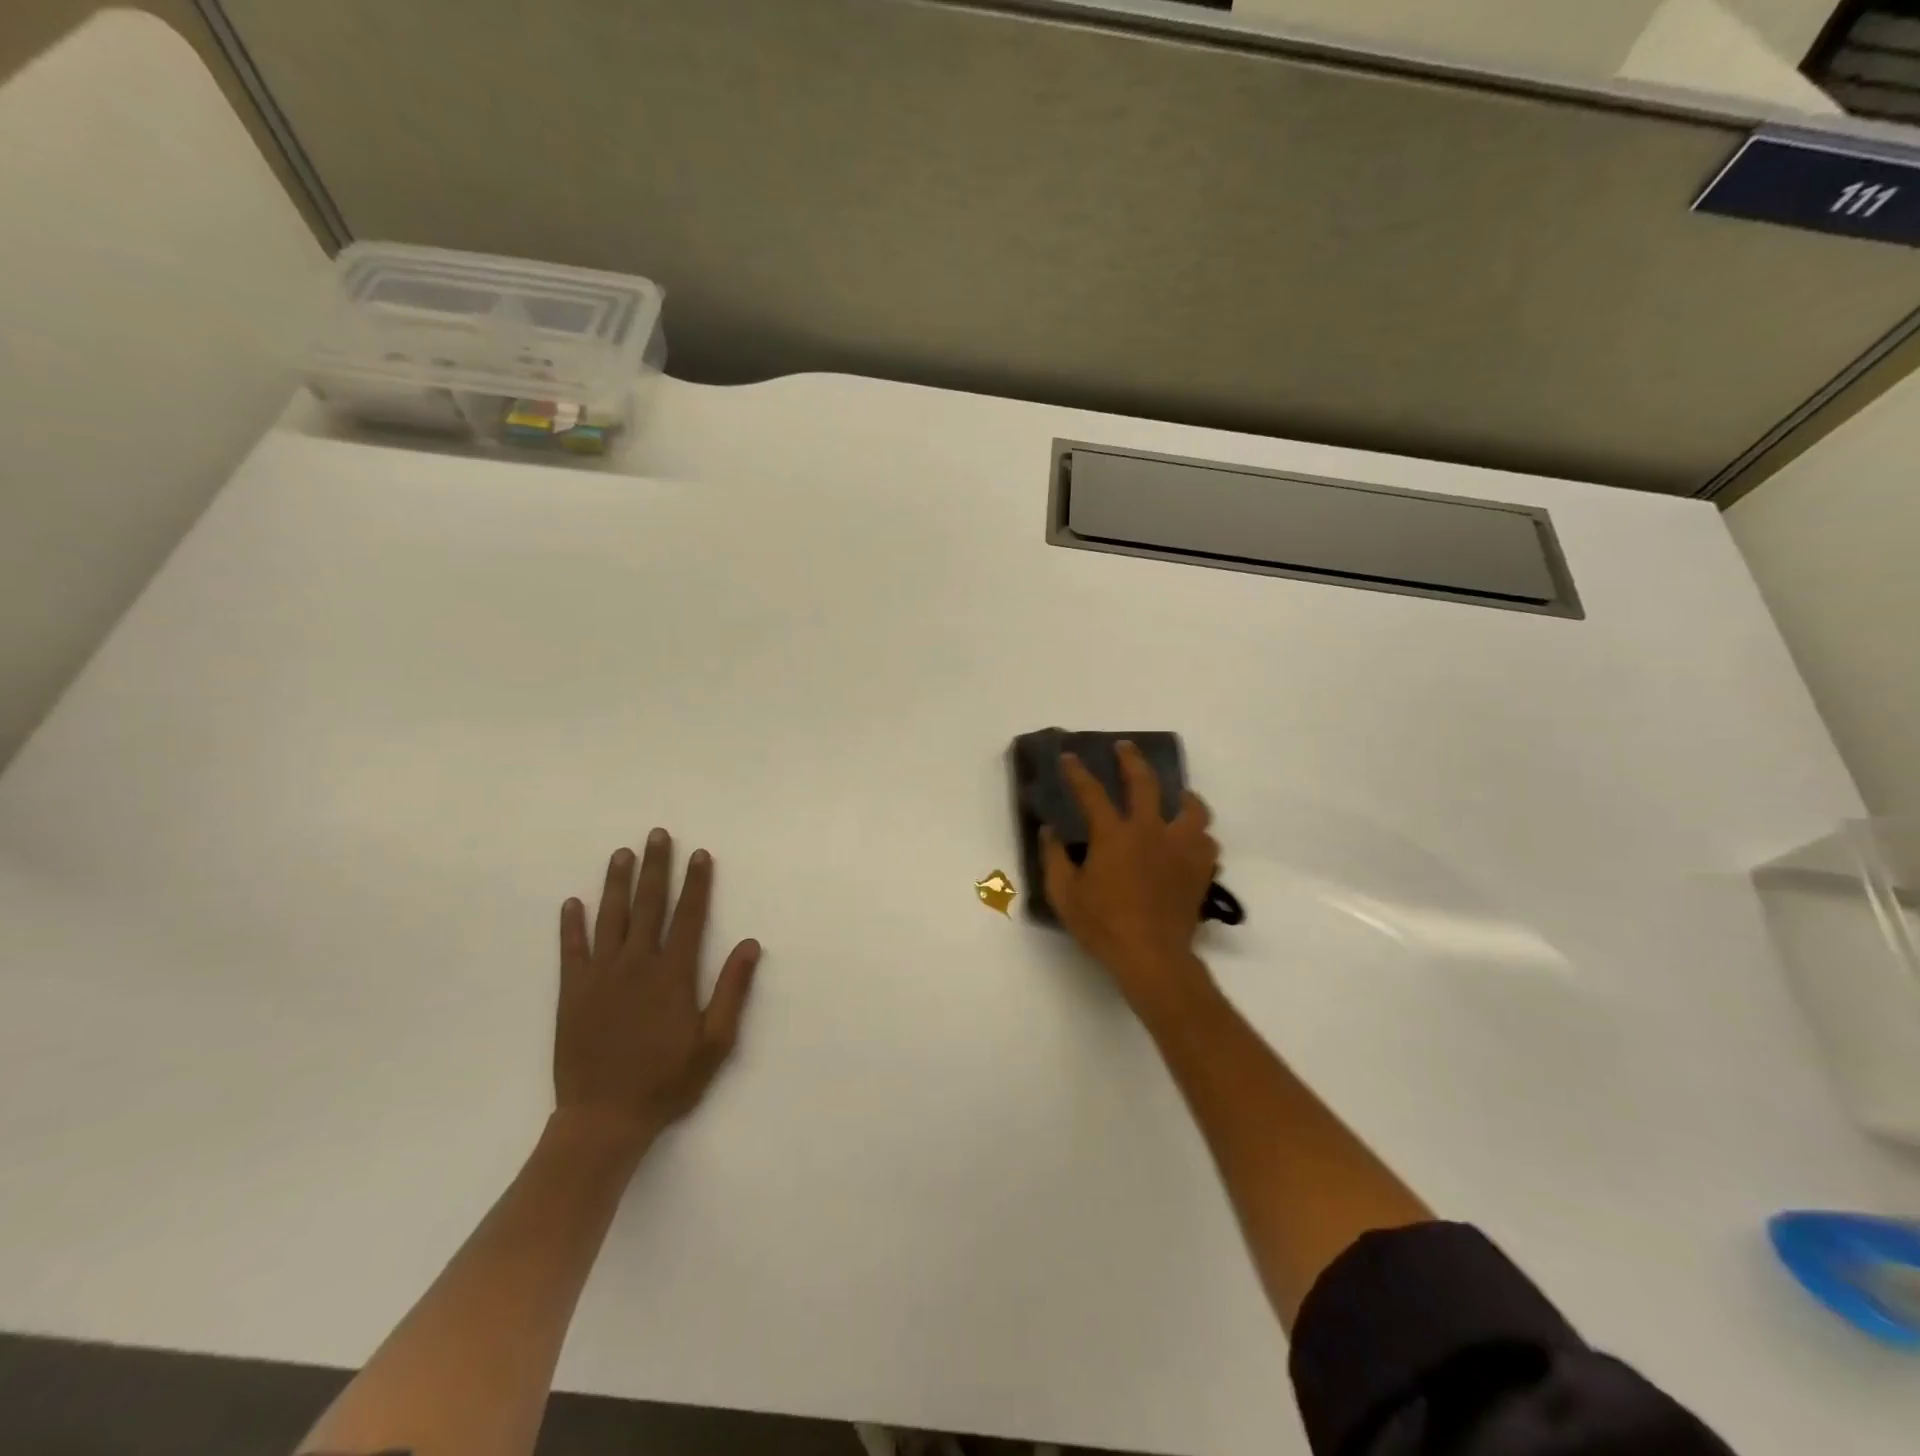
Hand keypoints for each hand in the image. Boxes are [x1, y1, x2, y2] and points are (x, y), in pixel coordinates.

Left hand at [553, 829, 760, 1149]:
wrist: (604, 1119)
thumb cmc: (667, 1081)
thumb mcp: (715, 1042)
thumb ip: (731, 990)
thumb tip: (750, 944)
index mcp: (672, 974)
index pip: (689, 916)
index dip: (696, 883)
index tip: (700, 854)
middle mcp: (636, 965)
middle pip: (649, 905)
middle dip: (656, 868)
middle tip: (657, 835)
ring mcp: (600, 977)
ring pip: (610, 918)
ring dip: (616, 883)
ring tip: (621, 853)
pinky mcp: (572, 993)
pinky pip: (571, 951)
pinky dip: (572, 925)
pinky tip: (573, 903)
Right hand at [1042, 741, 1218, 1010]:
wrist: (1152, 956)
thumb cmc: (1103, 925)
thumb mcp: (1064, 894)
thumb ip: (1054, 858)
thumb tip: (1049, 831)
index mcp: (1114, 835)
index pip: (1091, 793)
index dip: (1077, 772)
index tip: (1070, 757)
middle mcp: (1150, 831)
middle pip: (1145, 783)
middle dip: (1132, 760)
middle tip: (1125, 748)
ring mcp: (1180, 848)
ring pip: (1192, 809)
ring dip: (1184, 797)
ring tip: (1180, 796)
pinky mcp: (1200, 869)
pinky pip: (1207, 842)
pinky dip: (1199, 836)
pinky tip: (1193, 841)